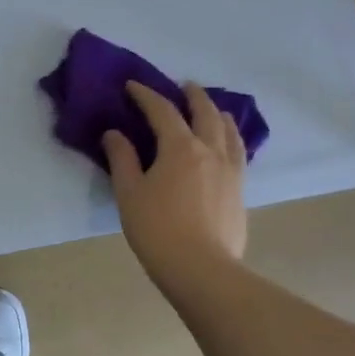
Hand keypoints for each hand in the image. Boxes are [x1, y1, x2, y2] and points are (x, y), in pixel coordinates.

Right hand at [103, 81, 248, 294]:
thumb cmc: (157, 228)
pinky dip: (232, 138)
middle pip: (205, 113)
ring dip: (218, 114)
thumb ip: (122, 158)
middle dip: (193, 96)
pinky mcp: (240, 191)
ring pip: (229, 131)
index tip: (132, 86)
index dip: (146, 95)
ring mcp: (231, 171)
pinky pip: (239, 152)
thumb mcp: (129, 192)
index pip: (162, 111)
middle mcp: (210, 151)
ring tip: (213, 109)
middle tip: (184, 86)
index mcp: (180, 147)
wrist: (201, 269)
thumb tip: (114, 133)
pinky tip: (228, 145)